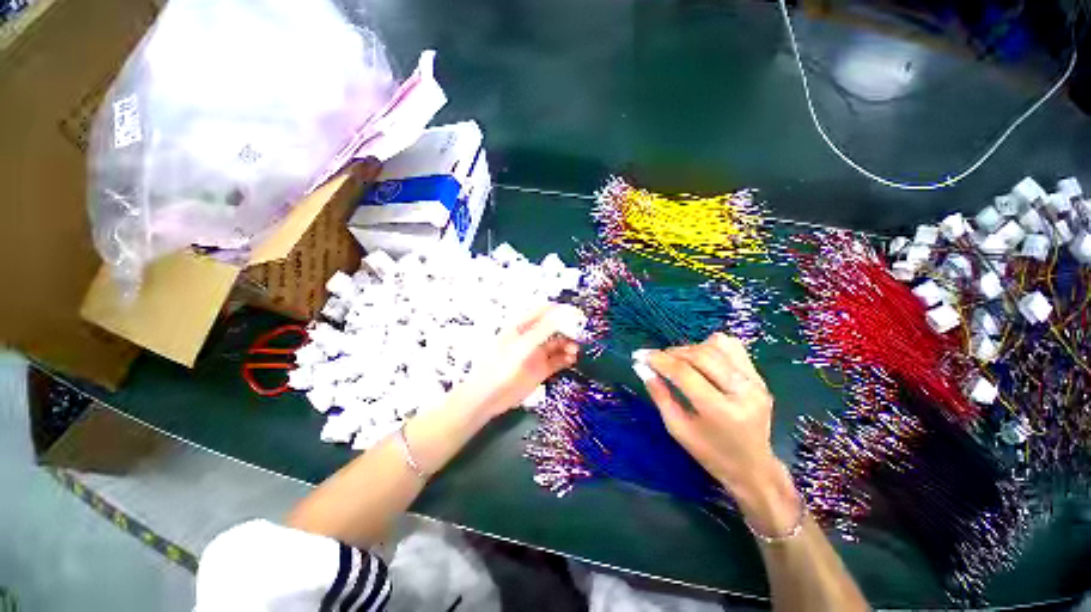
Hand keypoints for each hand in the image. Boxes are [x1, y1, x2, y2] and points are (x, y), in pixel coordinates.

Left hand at [454, 304, 581, 419]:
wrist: (489, 397)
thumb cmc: (503, 365)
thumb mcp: (524, 345)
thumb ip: (544, 329)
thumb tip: (564, 312)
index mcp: (522, 327)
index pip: (543, 311)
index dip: (560, 310)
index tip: (576, 313)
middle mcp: (531, 338)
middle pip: (554, 328)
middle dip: (567, 329)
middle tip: (581, 333)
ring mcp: (537, 354)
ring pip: (558, 344)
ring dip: (568, 344)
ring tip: (575, 349)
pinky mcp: (541, 369)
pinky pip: (558, 360)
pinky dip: (567, 358)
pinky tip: (572, 359)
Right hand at [634, 333, 798, 532]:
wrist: (753, 466)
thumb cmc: (710, 453)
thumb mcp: (677, 429)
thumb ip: (660, 395)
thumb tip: (642, 367)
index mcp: (721, 412)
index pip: (685, 373)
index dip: (659, 360)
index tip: (640, 355)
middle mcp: (743, 392)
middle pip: (700, 355)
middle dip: (672, 353)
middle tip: (656, 359)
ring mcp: (755, 382)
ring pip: (716, 345)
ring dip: (690, 349)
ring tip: (678, 361)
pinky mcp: (759, 376)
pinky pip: (732, 346)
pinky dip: (710, 346)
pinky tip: (700, 359)